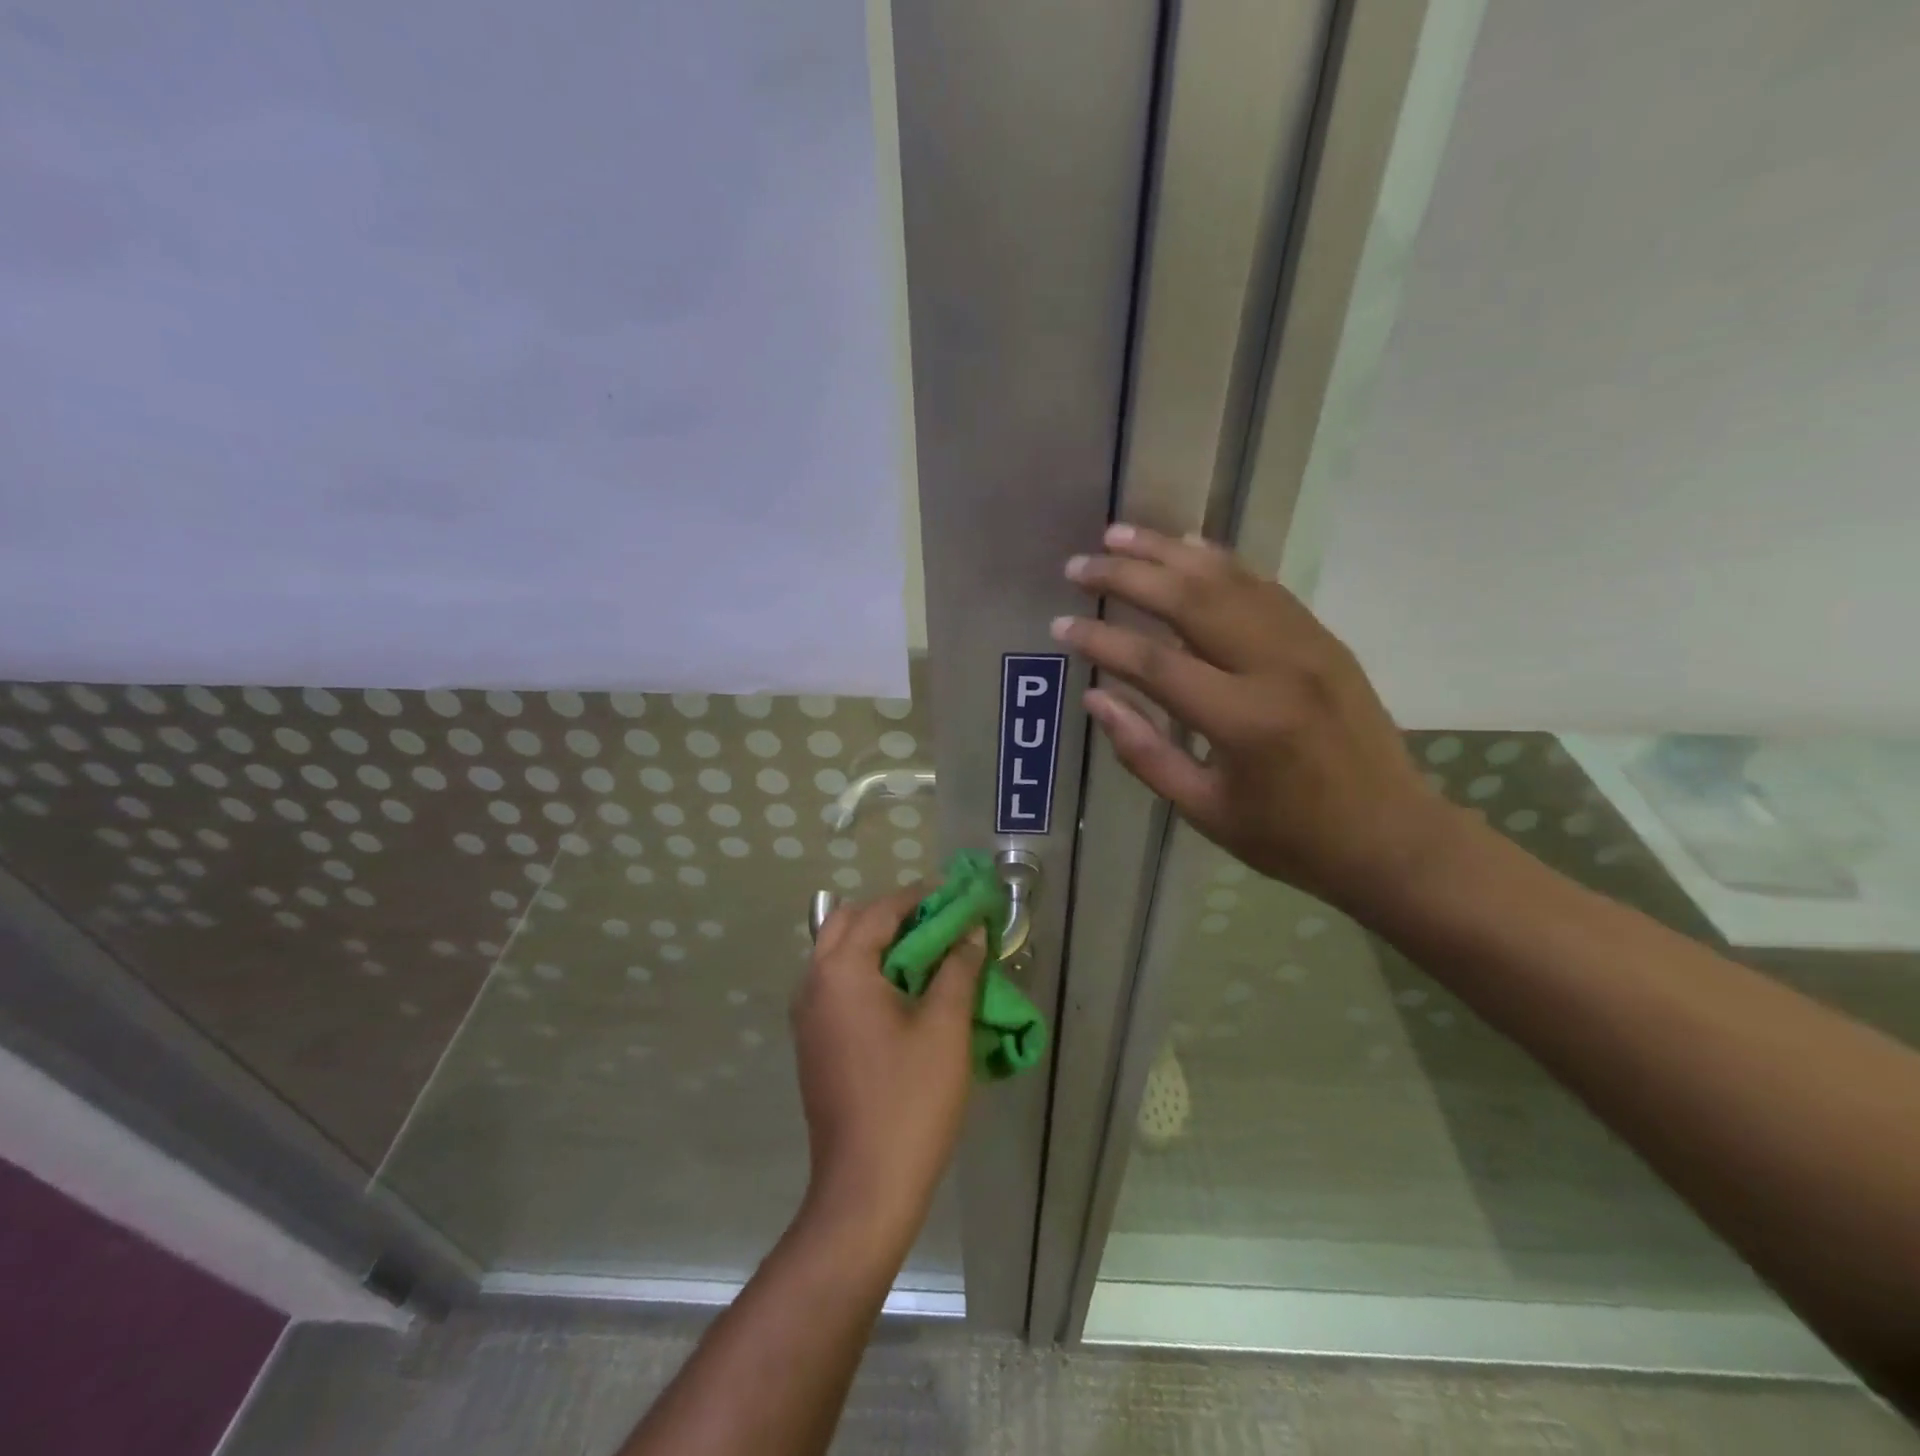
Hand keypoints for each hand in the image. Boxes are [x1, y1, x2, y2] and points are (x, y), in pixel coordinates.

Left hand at [790, 889, 985, 1256]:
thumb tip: (970, 933)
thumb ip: (957, 969)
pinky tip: (899, 991)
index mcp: (841, 971)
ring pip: (836, 952)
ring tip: (923, 951)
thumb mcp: (945, 1027)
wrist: (865, 1188)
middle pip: (847, 922)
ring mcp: (806, 1015)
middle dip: (891, 913)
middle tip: (936, 921)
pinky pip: (834, 983)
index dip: (919, 897)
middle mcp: (813, 983)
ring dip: (875, 941)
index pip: (880, 911)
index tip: (953, 893)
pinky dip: (864, 970)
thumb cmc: (910, 1100)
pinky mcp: (812, 1042)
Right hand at [1053, 524, 1462, 917]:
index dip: (1102, 640)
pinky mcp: (1323, 639)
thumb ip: (1145, 752)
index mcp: (1243, 722)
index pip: (1155, 664)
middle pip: (1191, 601)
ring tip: (1120, 534)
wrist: (1391, 836)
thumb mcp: (1204, 810)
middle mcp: (1276, 668)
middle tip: (1080, 564)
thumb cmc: (1290, 837)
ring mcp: (1307, 645)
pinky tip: (1187, 547)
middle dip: (1128, 576)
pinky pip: (1263, 587)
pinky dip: (1220, 562)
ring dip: (1169, 552)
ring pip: (1229, 580)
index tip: (1061, 624)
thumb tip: (1095, 697)